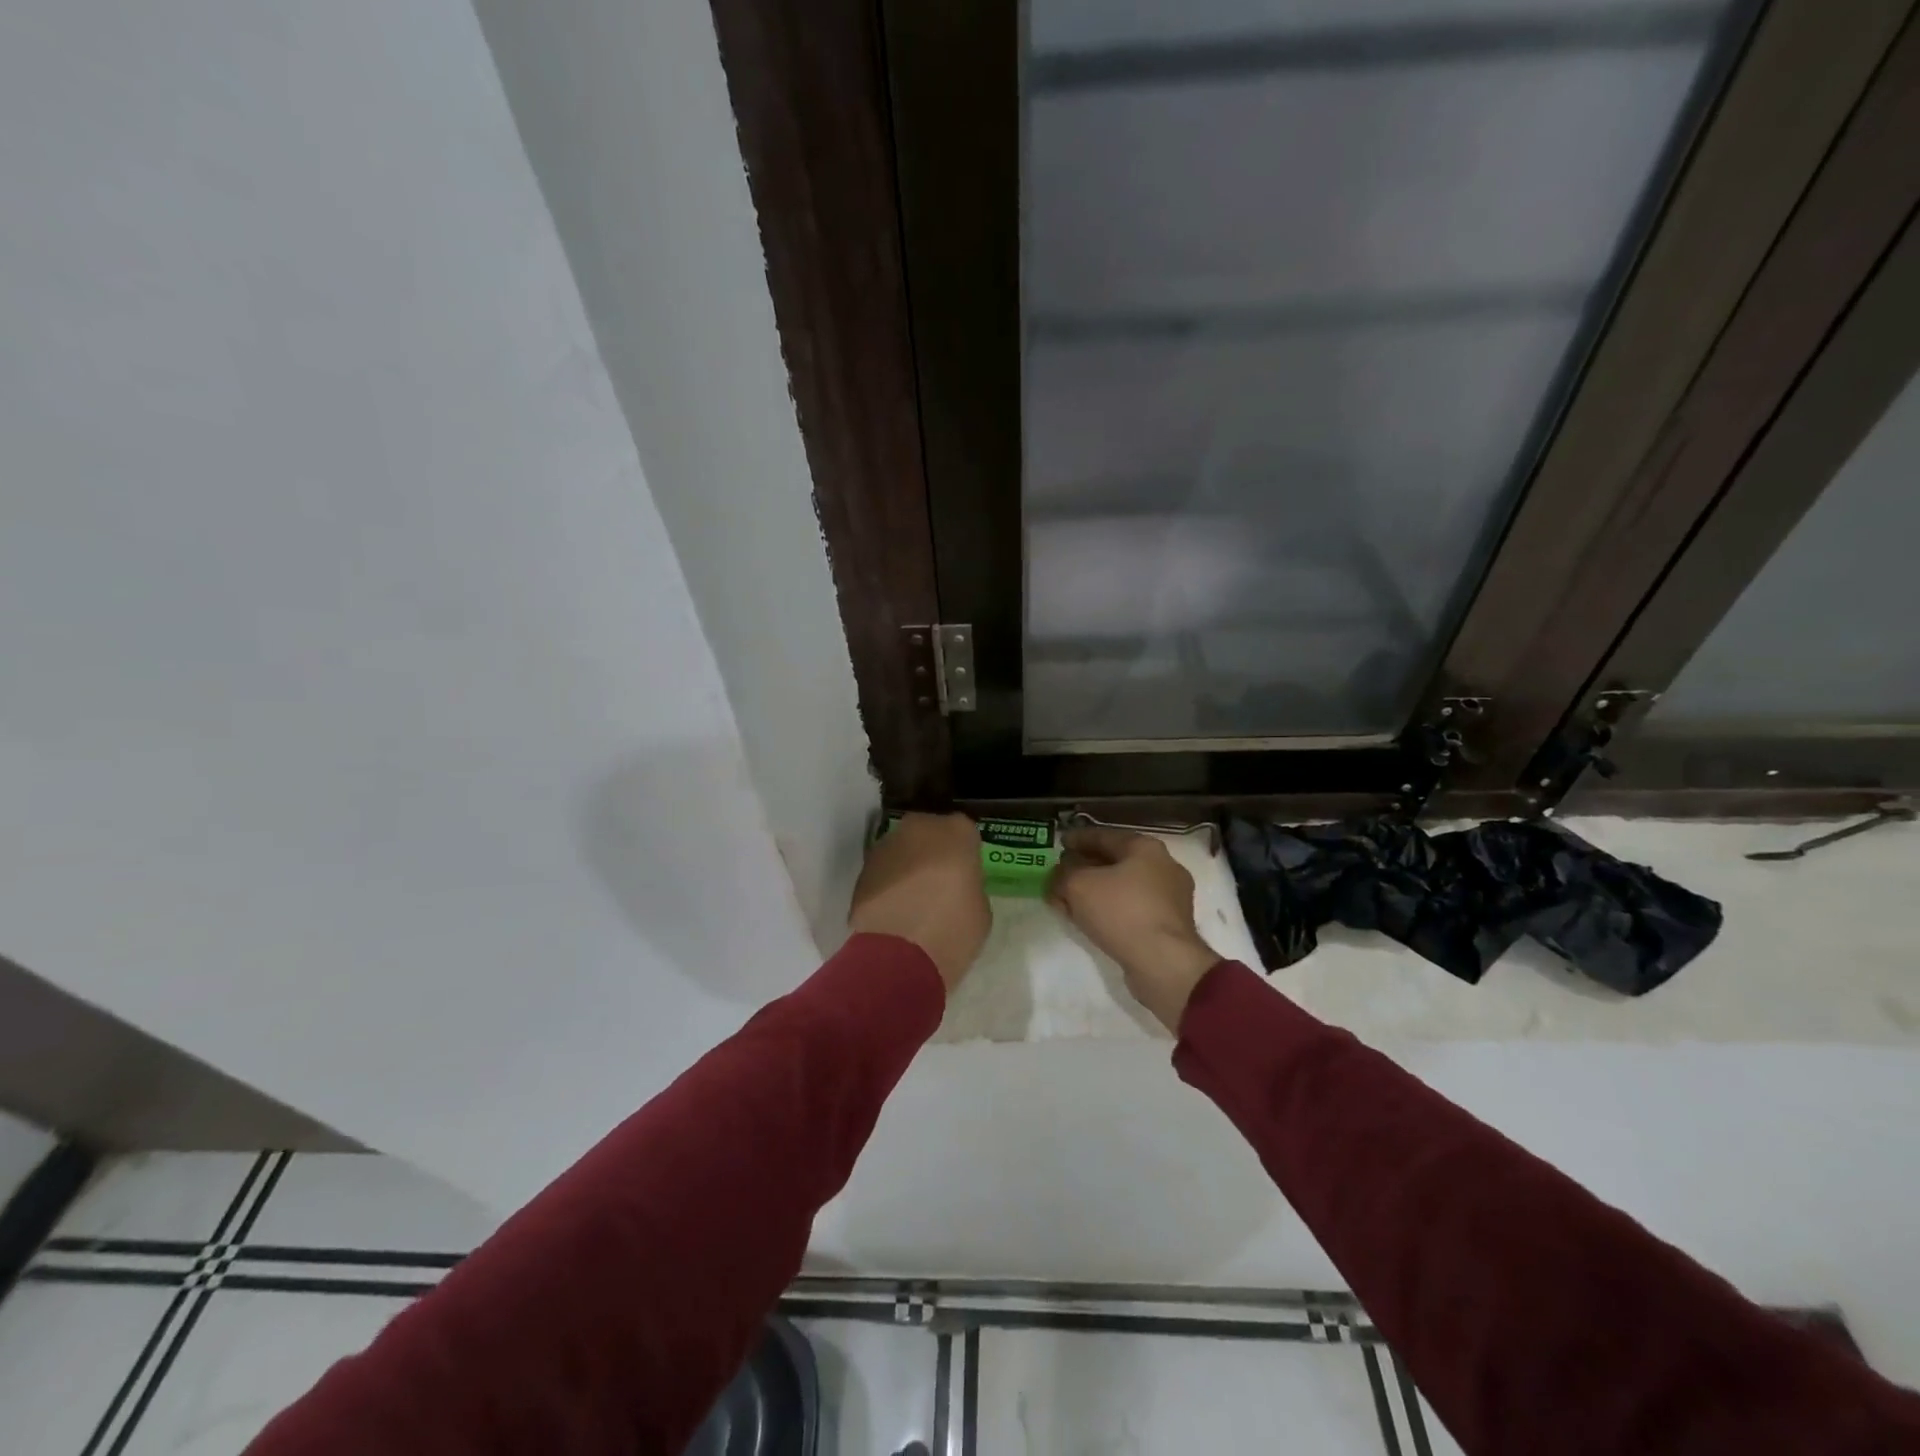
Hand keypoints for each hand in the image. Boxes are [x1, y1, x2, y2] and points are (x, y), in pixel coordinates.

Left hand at [848, 813, 990, 991]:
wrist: (897, 957)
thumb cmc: (952, 930)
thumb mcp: (980, 908)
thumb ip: (969, 884)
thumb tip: (956, 886)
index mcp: (956, 831)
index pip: (965, 832)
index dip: (965, 853)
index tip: (965, 874)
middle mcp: (919, 828)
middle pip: (929, 832)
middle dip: (933, 851)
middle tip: (939, 882)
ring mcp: (886, 846)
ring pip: (903, 849)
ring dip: (908, 865)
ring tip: (913, 899)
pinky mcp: (862, 870)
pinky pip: (883, 870)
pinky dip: (888, 883)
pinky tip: (894, 909)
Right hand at [1046, 829, 1220, 1033]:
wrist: (1163, 963)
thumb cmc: (1121, 911)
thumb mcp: (1078, 886)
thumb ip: (1063, 875)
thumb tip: (1060, 875)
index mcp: (1145, 848)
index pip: (1104, 835)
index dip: (1077, 838)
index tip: (1059, 843)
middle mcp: (1163, 867)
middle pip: (1115, 861)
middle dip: (1085, 867)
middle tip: (1061, 873)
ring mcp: (1170, 897)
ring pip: (1122, 887)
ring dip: (1095, 891)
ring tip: (1070, 901)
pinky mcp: (1169, 925)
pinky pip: (1131, 909)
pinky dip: (1109, 910)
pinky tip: (1090, 920)